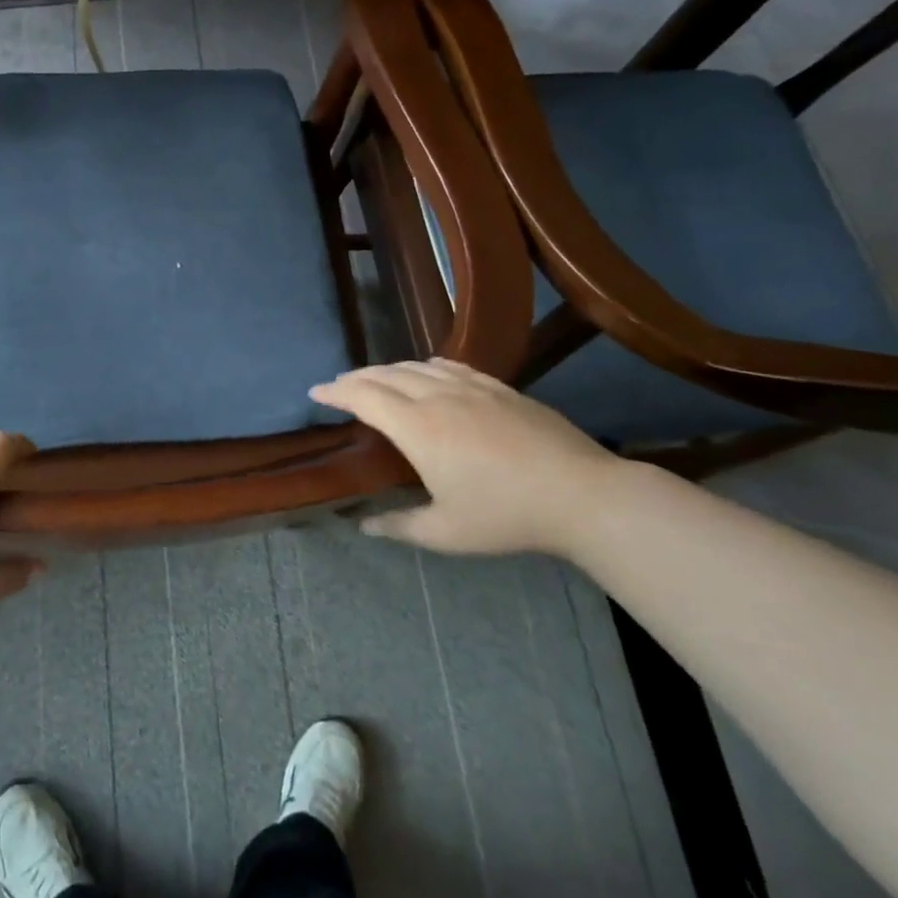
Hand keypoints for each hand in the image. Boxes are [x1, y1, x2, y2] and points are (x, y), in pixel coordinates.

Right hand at [310, 359, 635, 556]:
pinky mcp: (499, 388)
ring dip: (387, 369)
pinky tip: (427, 373)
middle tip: (339, 387)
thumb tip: (362, 525)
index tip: (315, 392)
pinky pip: (450, 366)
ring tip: (376, 380)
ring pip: (416, 366)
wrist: (581, 494)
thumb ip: (399, 525)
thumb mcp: (446, 532)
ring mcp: (471, 387)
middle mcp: (437, 397)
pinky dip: (425, 366)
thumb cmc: (506, 515)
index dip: (335, 391)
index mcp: (417, 428)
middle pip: (385, 374)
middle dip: (356, 378)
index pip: (363, 396)